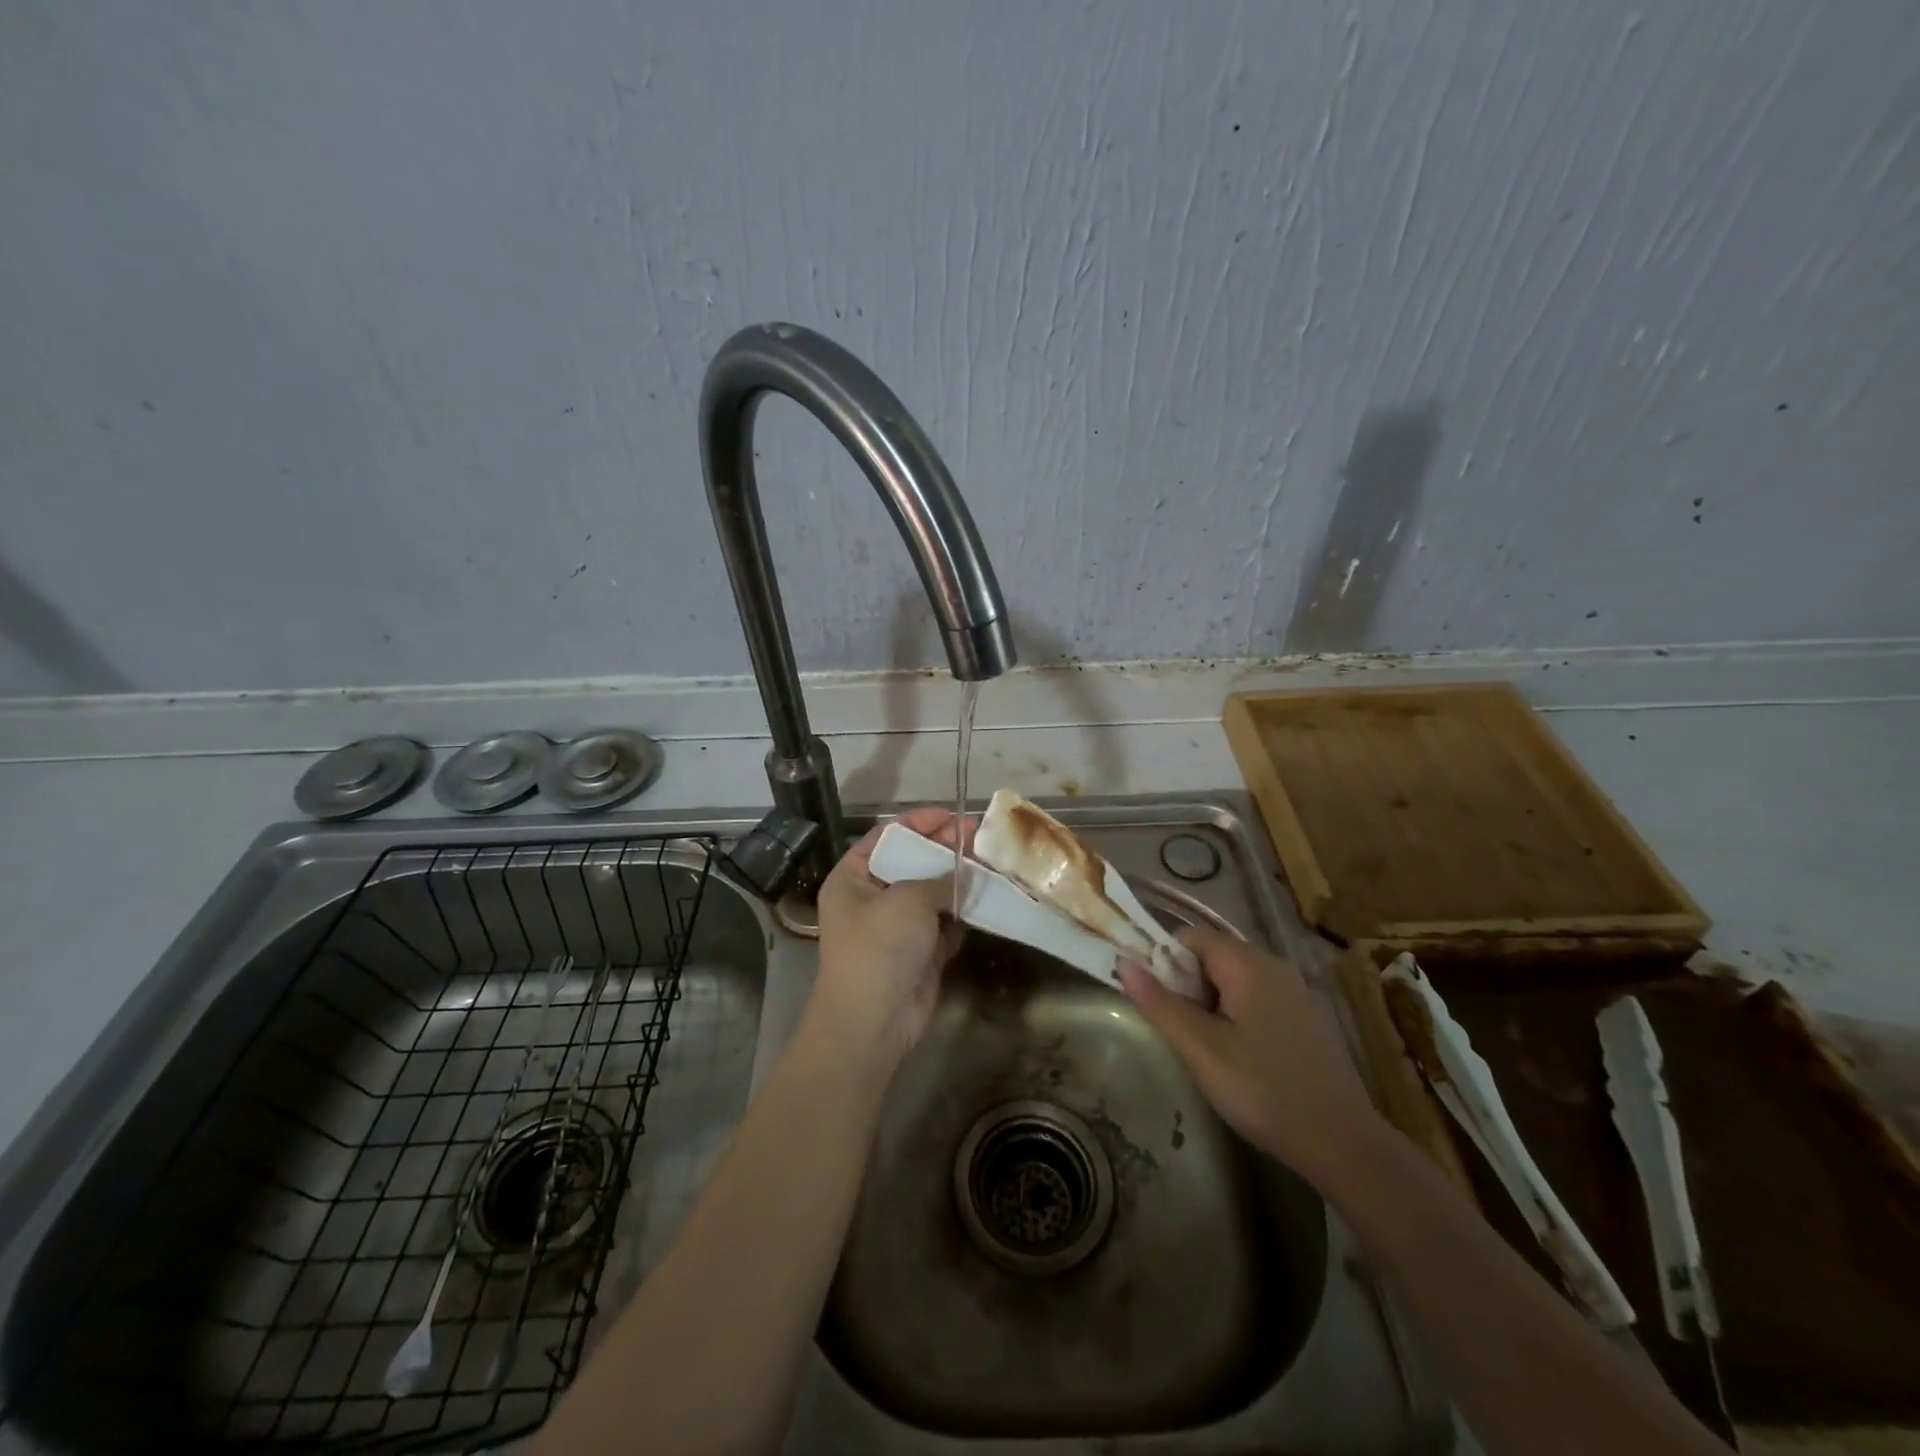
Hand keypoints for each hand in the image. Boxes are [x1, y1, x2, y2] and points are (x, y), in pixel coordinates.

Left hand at [809, 807, 967, 1067]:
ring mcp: (898, 926)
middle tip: (981, 836)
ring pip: (934, 893)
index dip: (918, 822)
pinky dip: (965, 913)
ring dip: (961, 881)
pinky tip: (989, 898)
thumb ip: (939, 880)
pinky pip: (946, 923)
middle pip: (913, 863)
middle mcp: (873, 898)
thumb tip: (968, 873)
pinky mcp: (921, 952)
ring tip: (993, 862)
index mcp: (854, 878)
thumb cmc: (879, 948)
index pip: (887, 837)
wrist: (873, 1022)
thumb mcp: (906, 901)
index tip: (951, 816)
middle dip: (946, 850)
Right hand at [1121, 931, 1383, 1185]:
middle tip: (1174, 1025)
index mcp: (1247, 963)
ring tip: (1199, 1042)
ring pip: (1233, 977)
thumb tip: (1124, 962)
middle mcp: (1272, 964)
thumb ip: (1160, 1003)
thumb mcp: (1200, 1048)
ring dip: (1207, 999)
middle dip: (1184, 981)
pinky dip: (1233, 1011)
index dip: (1162, 958)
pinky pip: (1255, 995)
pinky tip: (1233, 1051)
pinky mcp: (1303, 1015)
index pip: (1190, 936)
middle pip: (1212, 954)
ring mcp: (1292, 990)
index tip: (1151, 996)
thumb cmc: (1262, 1090)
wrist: (1340, 1141)